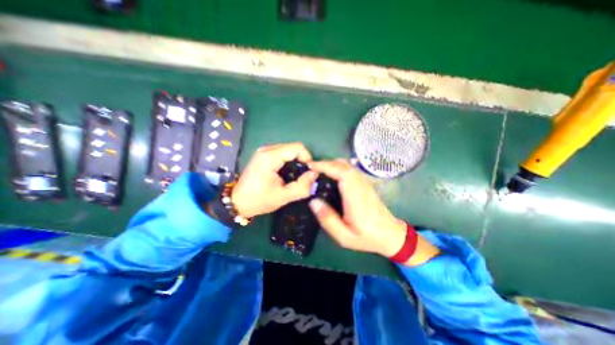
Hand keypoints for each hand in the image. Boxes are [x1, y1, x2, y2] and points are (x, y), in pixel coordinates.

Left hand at [232, 142, 321, 216]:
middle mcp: (267, 149)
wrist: (237, 202)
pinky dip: (289, 162)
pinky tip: (287, 174)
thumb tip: (315, 174)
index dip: (308, 158)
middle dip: (302, 161)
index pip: (298, 147)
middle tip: (303, 177)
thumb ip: (302, 186)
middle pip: (294, 148)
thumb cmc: (259, 200)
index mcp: (270, 157)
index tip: (309, 173)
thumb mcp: (283, 197)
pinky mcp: (264, 155)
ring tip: (295, 177)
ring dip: (296, 161)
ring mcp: (264, 151)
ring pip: (289, 150)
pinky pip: (283, 153)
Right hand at [305, 159, 406, 255]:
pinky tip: (331, 175)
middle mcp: (361, 185)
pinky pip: (350, 169)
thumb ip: (328, 219)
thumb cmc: (367, 237)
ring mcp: (364, 183)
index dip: (326, 166)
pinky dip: (338, 167)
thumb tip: (313, 201)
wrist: (391, 235)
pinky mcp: (365, 183)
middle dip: (325, 163)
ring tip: (318, 171)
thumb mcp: (344, 236)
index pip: (341, 173)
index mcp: (355, 197)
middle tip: (311, 169)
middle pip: (343, 165)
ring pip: (347, 165)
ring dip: (331, 164)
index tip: (311, 166)